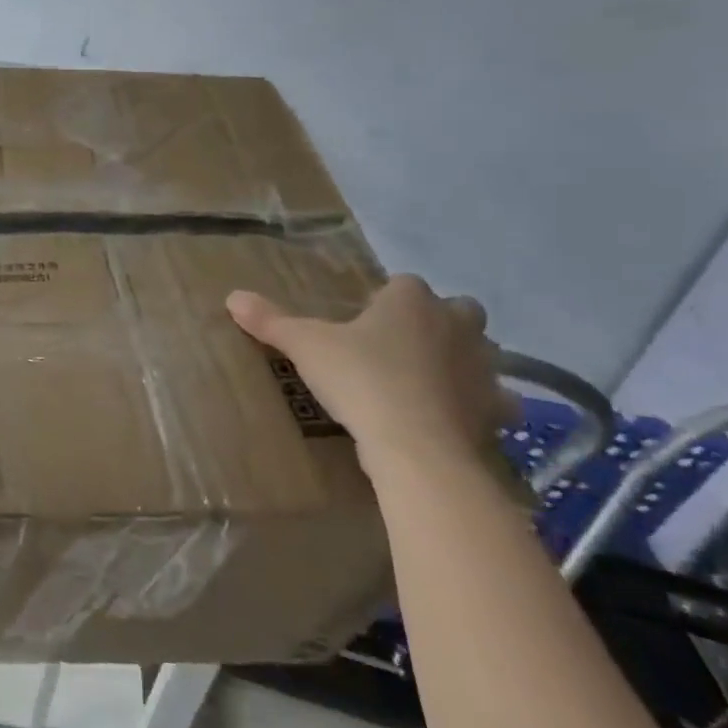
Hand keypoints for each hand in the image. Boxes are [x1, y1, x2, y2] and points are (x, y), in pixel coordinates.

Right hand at [226, 274, 514, 480]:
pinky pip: (495, 400)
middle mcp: (455, 324)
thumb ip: (270, 320)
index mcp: (410, 300)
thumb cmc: (360, 379)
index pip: (404, 284)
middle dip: (439, 321)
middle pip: (458, 310)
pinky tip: (457, 417)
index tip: (364, 322)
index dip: (385, 300)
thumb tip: (232, 297)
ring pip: (483, 352)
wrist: (414, 444)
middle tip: (401, 344)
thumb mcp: (304, 346)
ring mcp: (483, 367)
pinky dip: (482, 405)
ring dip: (463, 360)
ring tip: (427, 380)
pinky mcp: (496, 409)